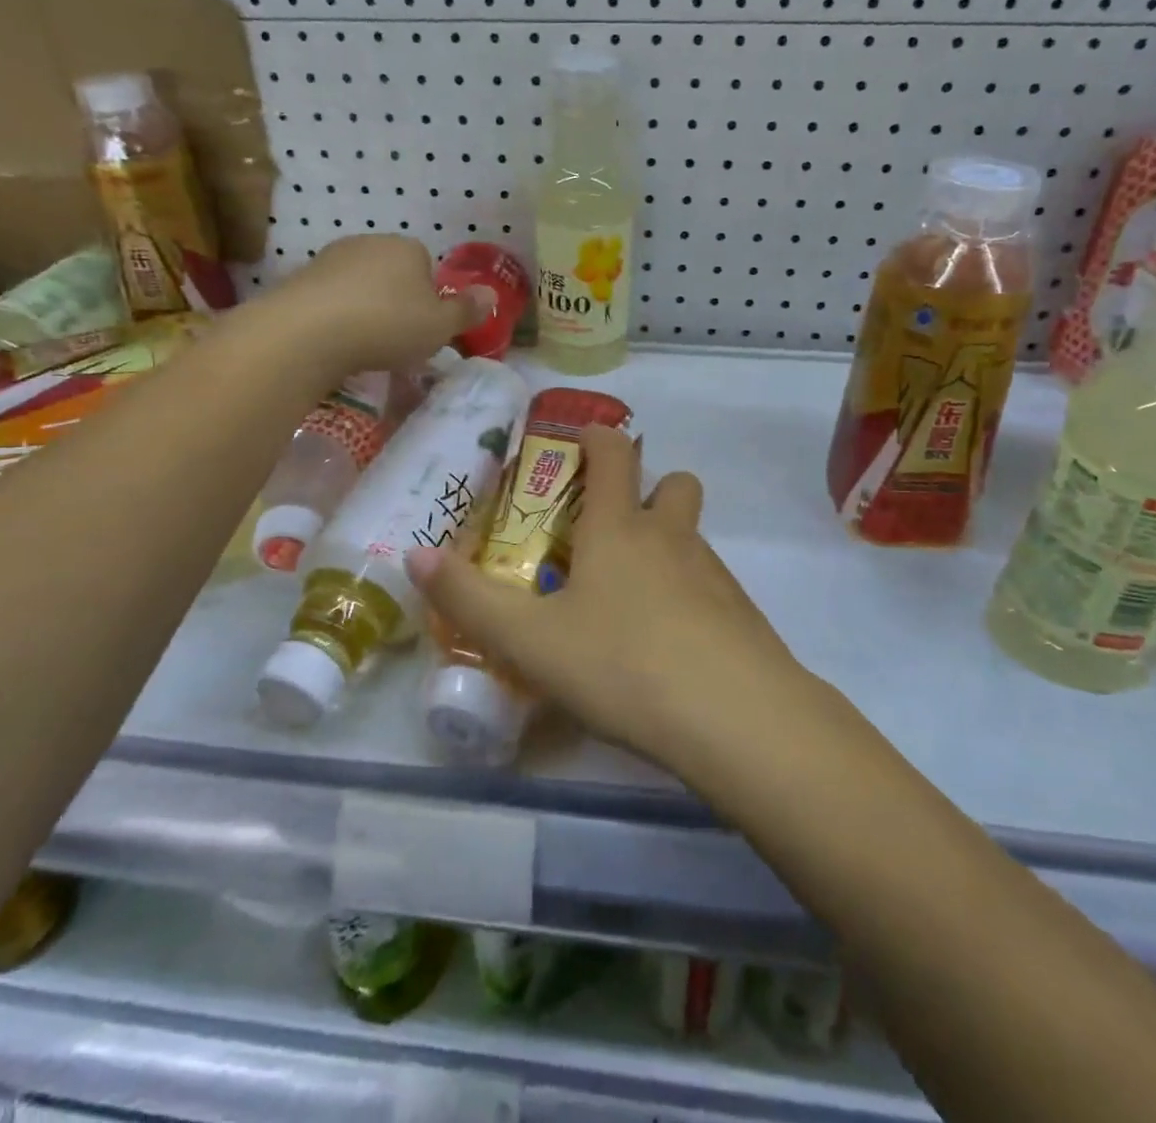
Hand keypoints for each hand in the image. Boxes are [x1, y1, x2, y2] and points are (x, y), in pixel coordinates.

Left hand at [262, 236, 495, 378]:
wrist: (309, 331)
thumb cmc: (388, 325)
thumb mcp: (440, 326)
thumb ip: (466, 311)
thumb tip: (492, 294)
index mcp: (408, 248)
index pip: (427, 267)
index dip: (429, 298)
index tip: (424, 327)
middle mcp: (370, 242)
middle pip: (392, 274)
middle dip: (396, 301)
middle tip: (397, 339)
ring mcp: (331, 258)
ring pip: (360, 286)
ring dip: (364, 309)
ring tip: (364, 345)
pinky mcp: (301, 278)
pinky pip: (330, 299)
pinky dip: (336, 317)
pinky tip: (336, 343)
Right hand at [404, 424, 809, 782]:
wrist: (735, 719)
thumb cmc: (622, 664)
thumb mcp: (530, 640)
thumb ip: (470, 599)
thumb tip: (414, 555)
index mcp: (619, 528)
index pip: (614, 452)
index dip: (596, 437)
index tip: (578, 443)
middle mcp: (671, 537)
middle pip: (673, 483)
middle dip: (647, 489)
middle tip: (608, 528)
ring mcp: (714, 574)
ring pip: (692, 536)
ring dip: (666, 544)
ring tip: (628, 597)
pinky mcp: (742, 615)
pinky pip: (711, 584)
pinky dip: (688, 594)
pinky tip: (666, 645)